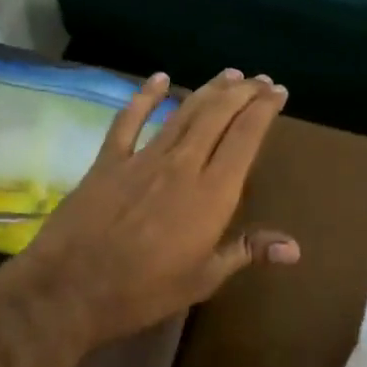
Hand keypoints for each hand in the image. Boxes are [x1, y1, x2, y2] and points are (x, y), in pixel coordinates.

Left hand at [17, 68, 297, 342]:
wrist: (71, 288)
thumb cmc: (144, 291)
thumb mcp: (203, 278)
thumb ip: (247, 251)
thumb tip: (295, 249)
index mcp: (212, 194)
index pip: (245, 138)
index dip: (264, 110)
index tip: (279, 92)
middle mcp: (182, 165)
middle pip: (217, 116)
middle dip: (242, 93)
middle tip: (259, 79)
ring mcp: (142, 159)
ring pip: (182, 113)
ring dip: (207, 90)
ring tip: (228, 75)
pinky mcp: (108, 162)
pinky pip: (128, 121)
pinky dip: (144, 97)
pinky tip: (158, 78)